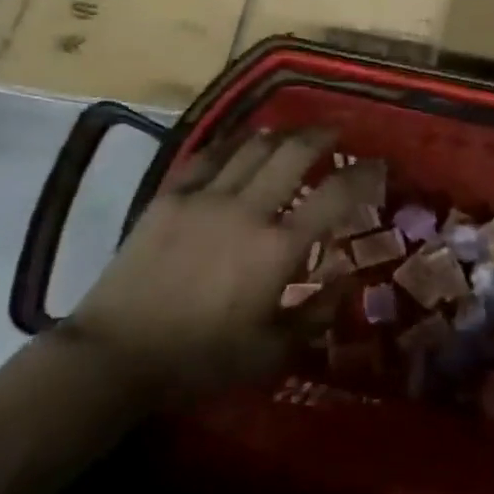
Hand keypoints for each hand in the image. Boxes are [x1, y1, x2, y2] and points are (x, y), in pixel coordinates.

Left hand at [68, 127, 375, 398]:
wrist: (117, 354)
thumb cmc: (199, 360)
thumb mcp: (270, 354)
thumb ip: (315, 317)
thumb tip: (346, 286)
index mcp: (277, 249)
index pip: (334, 196)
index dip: (362, 174)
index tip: (376, 165)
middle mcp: (248, 210)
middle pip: (293, 153)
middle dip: (321, 137)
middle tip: (335, 134)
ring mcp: (205, 197)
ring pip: (252, 146)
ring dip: (280, 135)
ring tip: (292, 135)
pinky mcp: (170, 196)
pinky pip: (207, 156)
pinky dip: (231, 144)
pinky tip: (240, 144)